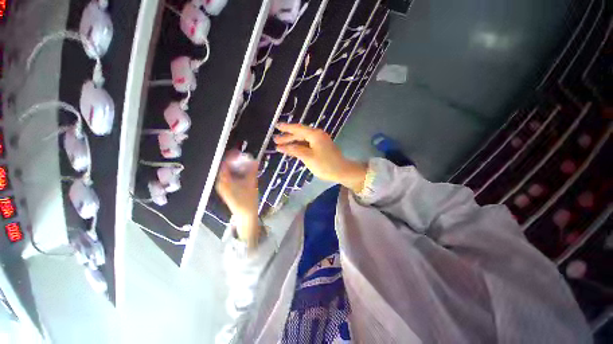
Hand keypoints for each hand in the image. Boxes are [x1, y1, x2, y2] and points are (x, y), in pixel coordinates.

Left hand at [216, 150, 259, 245]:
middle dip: (235, 162)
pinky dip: (237, 173)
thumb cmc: (247, 200)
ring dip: (237, 167)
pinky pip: (230, 178)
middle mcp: (221, 183)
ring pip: (228, 173)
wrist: (246, 215)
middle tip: (244, 157)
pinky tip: (244, 172)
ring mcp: (224, 187)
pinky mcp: (228, 190)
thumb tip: (255, 160)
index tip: (239, 152)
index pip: (225, 165)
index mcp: (224, 182)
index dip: (231, 157)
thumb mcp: (251, 184)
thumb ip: (252, 171)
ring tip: (245, 163)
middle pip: (226, 168)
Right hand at [274, 123, 366, 192]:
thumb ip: (295, 150)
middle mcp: (317, 135)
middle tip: (275, 139)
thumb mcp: (308, 157)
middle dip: (288, 137)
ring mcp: (320, 141)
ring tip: (281, 145)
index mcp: (315, 134)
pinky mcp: (321, 147)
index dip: (286, 128)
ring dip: (293, 142)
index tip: (276, 126)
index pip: (298, 129)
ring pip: (303, 139)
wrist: (342, 171)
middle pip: (300, 134)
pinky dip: (299, 146)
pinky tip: (293, 149)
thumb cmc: (325, 164)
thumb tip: (282, 146)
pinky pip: (307, 144)